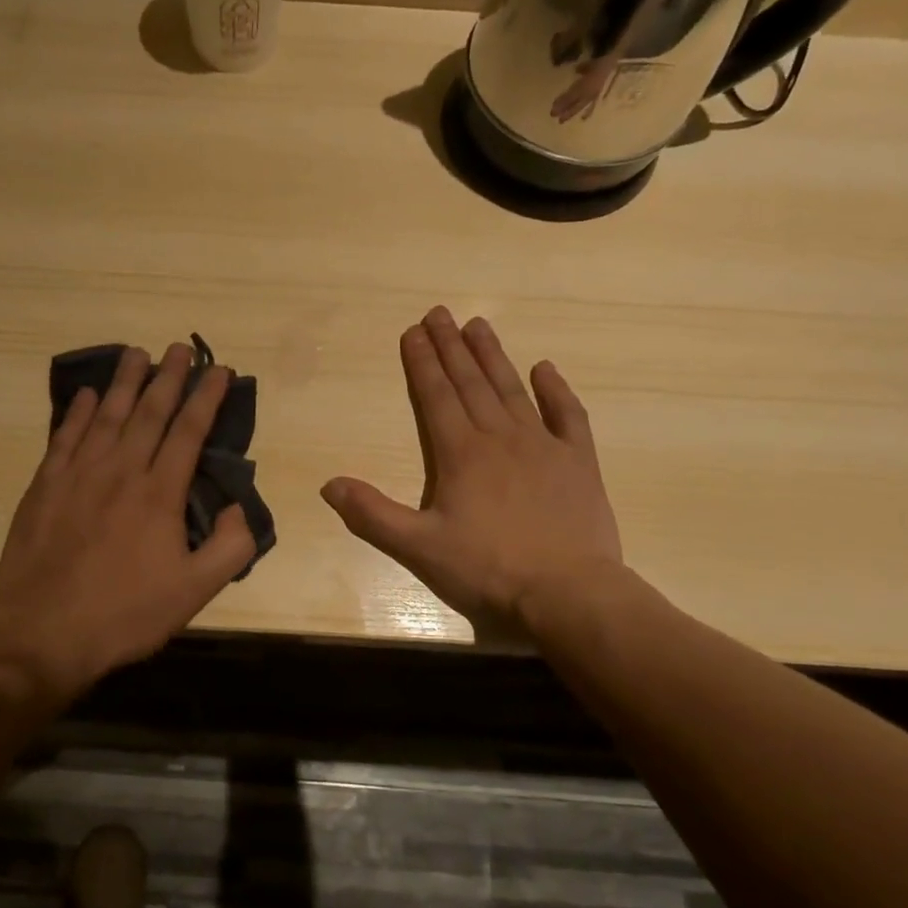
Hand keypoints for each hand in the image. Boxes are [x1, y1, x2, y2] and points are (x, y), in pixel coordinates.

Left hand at [0, 342, 254, 702]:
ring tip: (137, 353)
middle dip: (168, 376)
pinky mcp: (44, 487)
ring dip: (125, 382)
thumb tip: (238, 507)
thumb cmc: (125, 613)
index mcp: (159, 494)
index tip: (219, 370)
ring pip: (106, 415)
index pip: (189, 431)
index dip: (206, 397)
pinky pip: (64, 437)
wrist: (44, 632)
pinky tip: (85, 394)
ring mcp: (78, 475)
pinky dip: (76, 412)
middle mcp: (120, 471)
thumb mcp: (194, 592)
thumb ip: (230, 547)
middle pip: (149, 412)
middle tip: (180, 347)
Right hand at [321, 307, 622, 629]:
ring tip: (479, 324)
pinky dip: (556, 390)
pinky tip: (545, 368)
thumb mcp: (418, 549)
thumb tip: (329, 485)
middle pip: (470, 383)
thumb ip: (372, 515)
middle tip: (439, 313)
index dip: (421, 362)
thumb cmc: (488, 570)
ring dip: (493, 356)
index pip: (435, 396)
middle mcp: (500, 438)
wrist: (568, 594)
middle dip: (451, 347)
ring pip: (512, 389)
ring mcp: (543, 446)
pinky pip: (568, 416)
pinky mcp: (578, 462)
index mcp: (460, 454)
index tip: (413, 331)